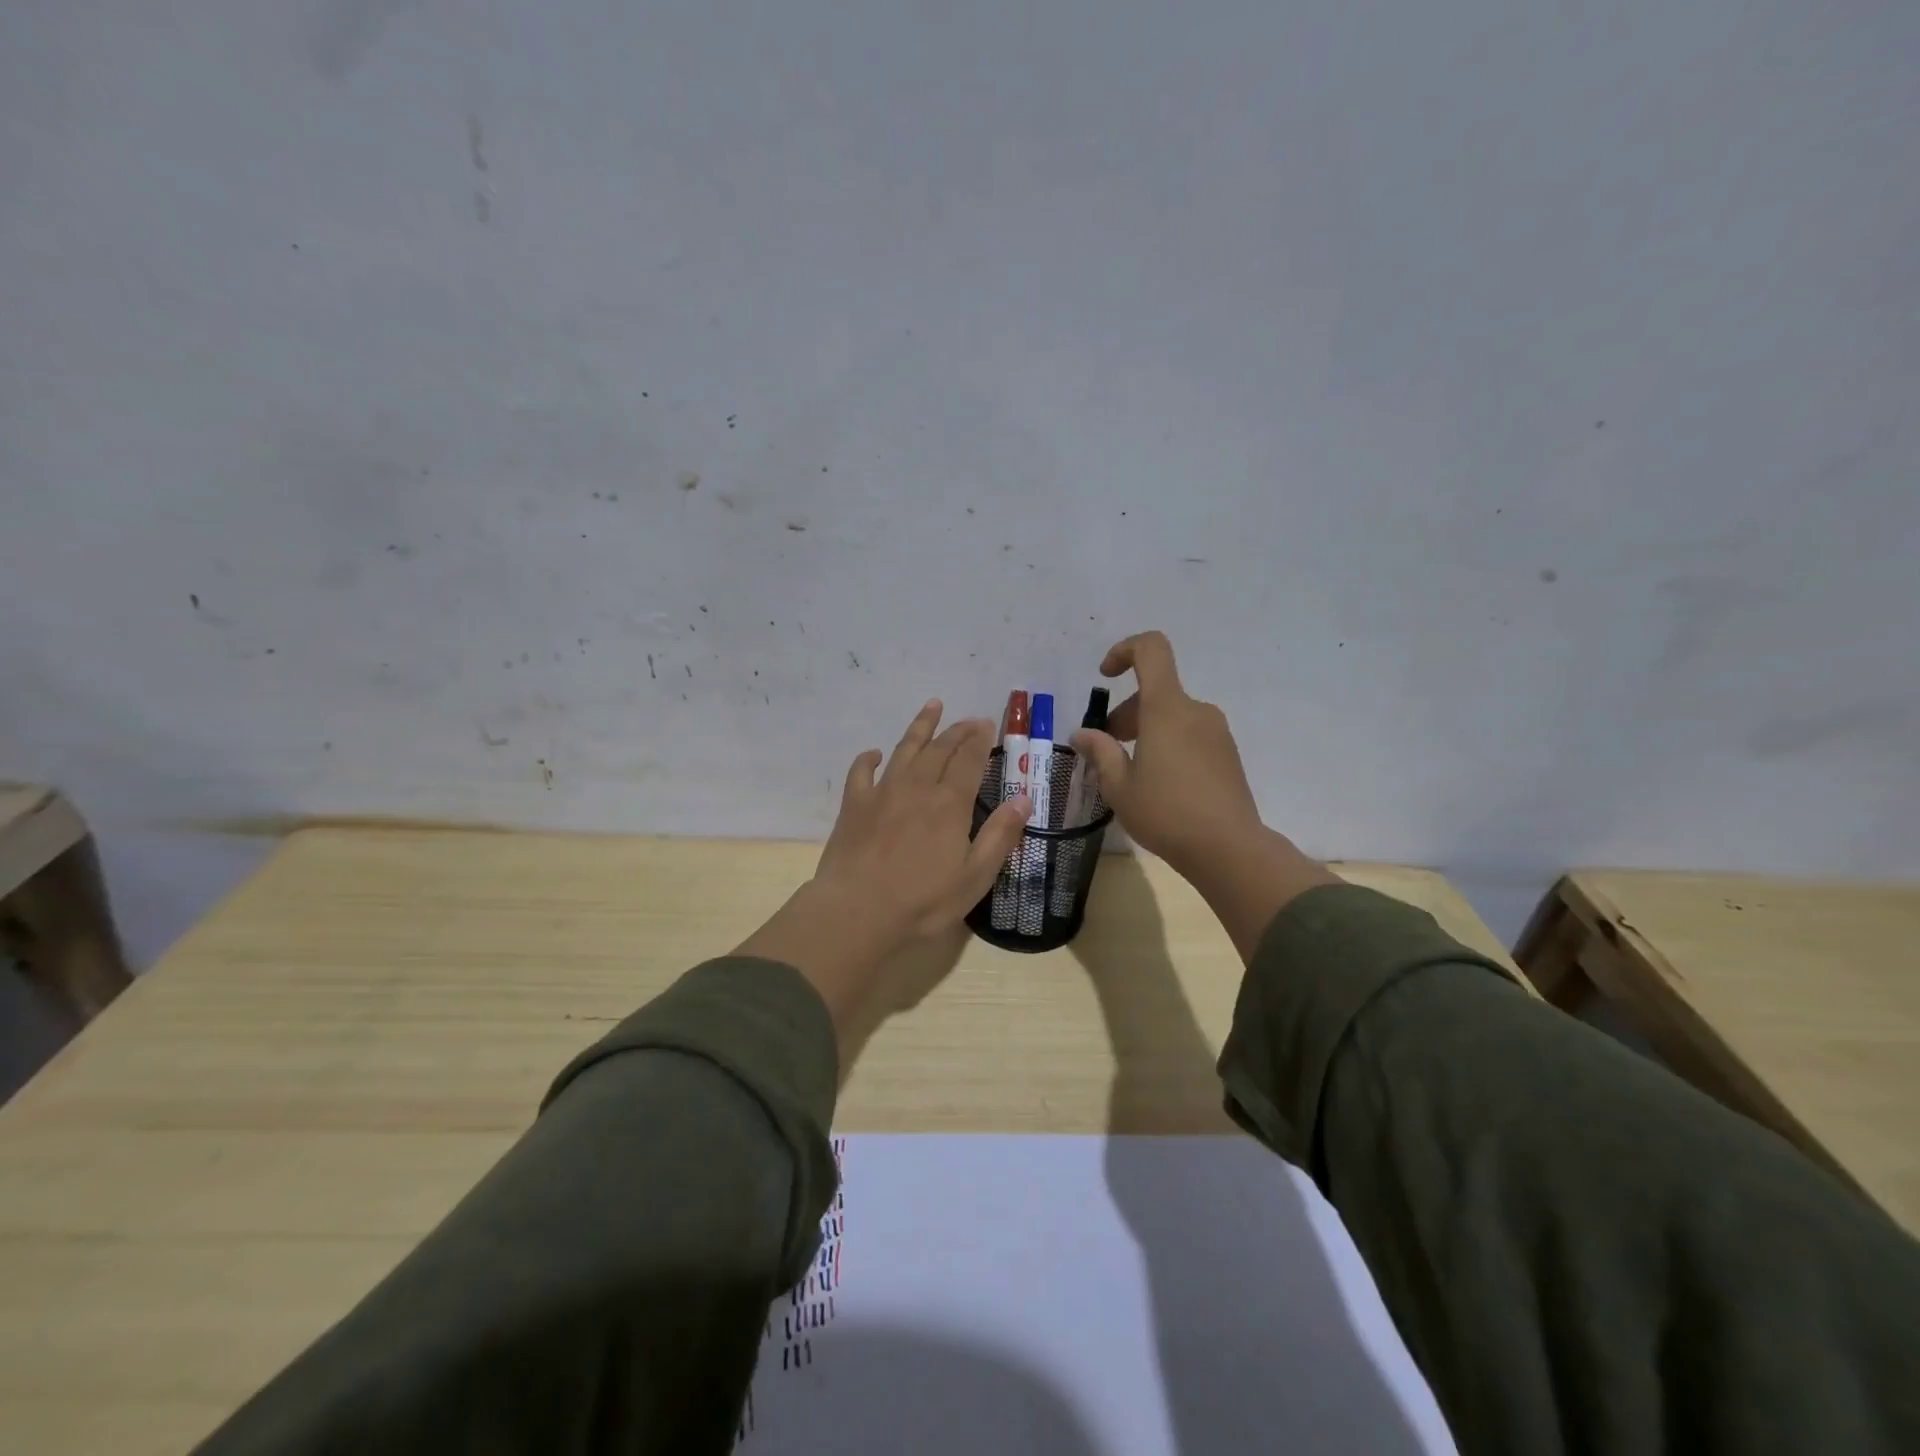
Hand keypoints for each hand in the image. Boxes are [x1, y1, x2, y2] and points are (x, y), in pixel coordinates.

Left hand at [813, 698, 1030, 939]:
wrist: (857, 911)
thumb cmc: (922, 902)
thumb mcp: (975, 877)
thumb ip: (1000, 835)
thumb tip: (1024, 798)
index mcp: (950, 804)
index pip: (969, 761)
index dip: (979, 740)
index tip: (987, 724)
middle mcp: (917, 787)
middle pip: (939, 749)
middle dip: (957, 730)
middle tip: (969, 719)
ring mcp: (882, 793)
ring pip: (904, 749)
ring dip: (920, 727)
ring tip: (932, 706)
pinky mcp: (854, 805)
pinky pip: (861, 772)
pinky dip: (869, 758)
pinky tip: (875, 753)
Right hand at [1071, 631, 1336, 959]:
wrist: (1228, 848)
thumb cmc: (1166, 813)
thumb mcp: (1119, 786)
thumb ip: (1100, 752)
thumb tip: (1082, 734)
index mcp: (1167, 708)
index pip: (1151, 649)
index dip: (1124, 651)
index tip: (1105, 677)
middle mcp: (1196, 710)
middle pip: (1156, 691)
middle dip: (1126, 712)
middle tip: (1108, 748)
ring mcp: (1217, 732)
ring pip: (1173, 715)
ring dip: (1147, 731)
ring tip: (1131, 772)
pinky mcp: (1228, 754)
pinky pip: (1190, 734)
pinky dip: (1168, 744)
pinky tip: (1159, 784)